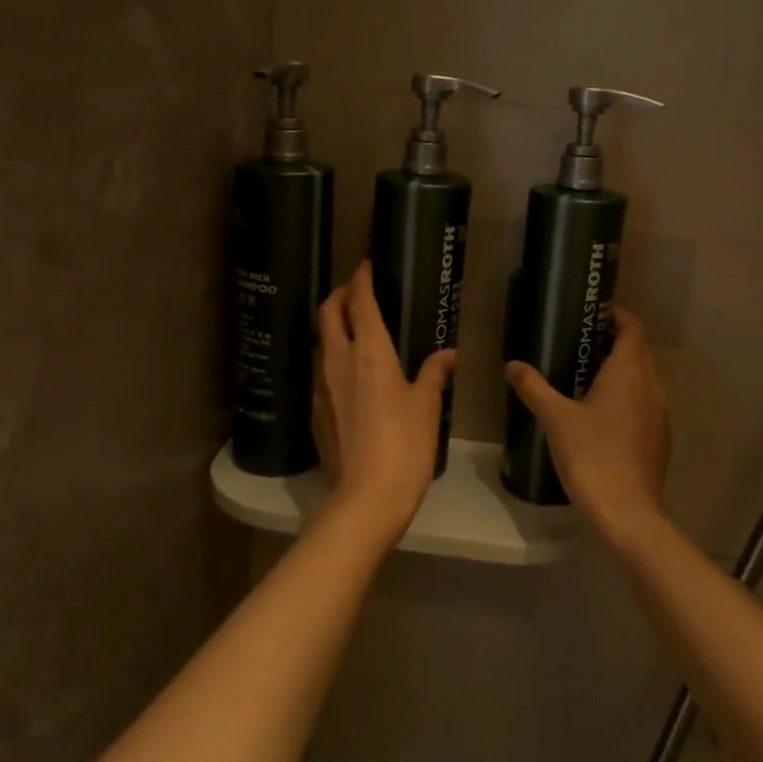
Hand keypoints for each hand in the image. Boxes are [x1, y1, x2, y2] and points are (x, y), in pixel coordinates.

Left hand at [315, 262, 455, 539]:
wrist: (366, 497)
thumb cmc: (405, 445)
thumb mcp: (427, 406)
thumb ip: (434, 373)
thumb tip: (448, 354)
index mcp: (370, 352)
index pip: (360, 301)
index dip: (361, 279)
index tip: (366, 264)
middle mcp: (338, 360)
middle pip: (328, 313)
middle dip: (339, 294)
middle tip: (356, 291)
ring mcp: (321, 386)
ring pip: (321, 341)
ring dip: (333, 326)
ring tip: (353, 329)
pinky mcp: (314, 410)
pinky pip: (320, 371)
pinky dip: (332, 357)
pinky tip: (348, 374)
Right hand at [505, 307, 670, 543]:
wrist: (626, 513)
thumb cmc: (591, 455)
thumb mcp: (555, 418)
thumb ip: (533, 387)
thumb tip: (512, 365)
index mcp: (629, 372)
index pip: (632, 329)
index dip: (617, 316)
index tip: (593, 314)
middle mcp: (651, 387)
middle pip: (638, 352)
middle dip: (613, 343)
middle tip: (579, 343)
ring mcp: (659, 415)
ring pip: (642, 380)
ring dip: (620, 372)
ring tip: (584, 377)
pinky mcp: (659, 440)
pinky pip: (643, 405)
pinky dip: (625, 398)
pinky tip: (599, 416)